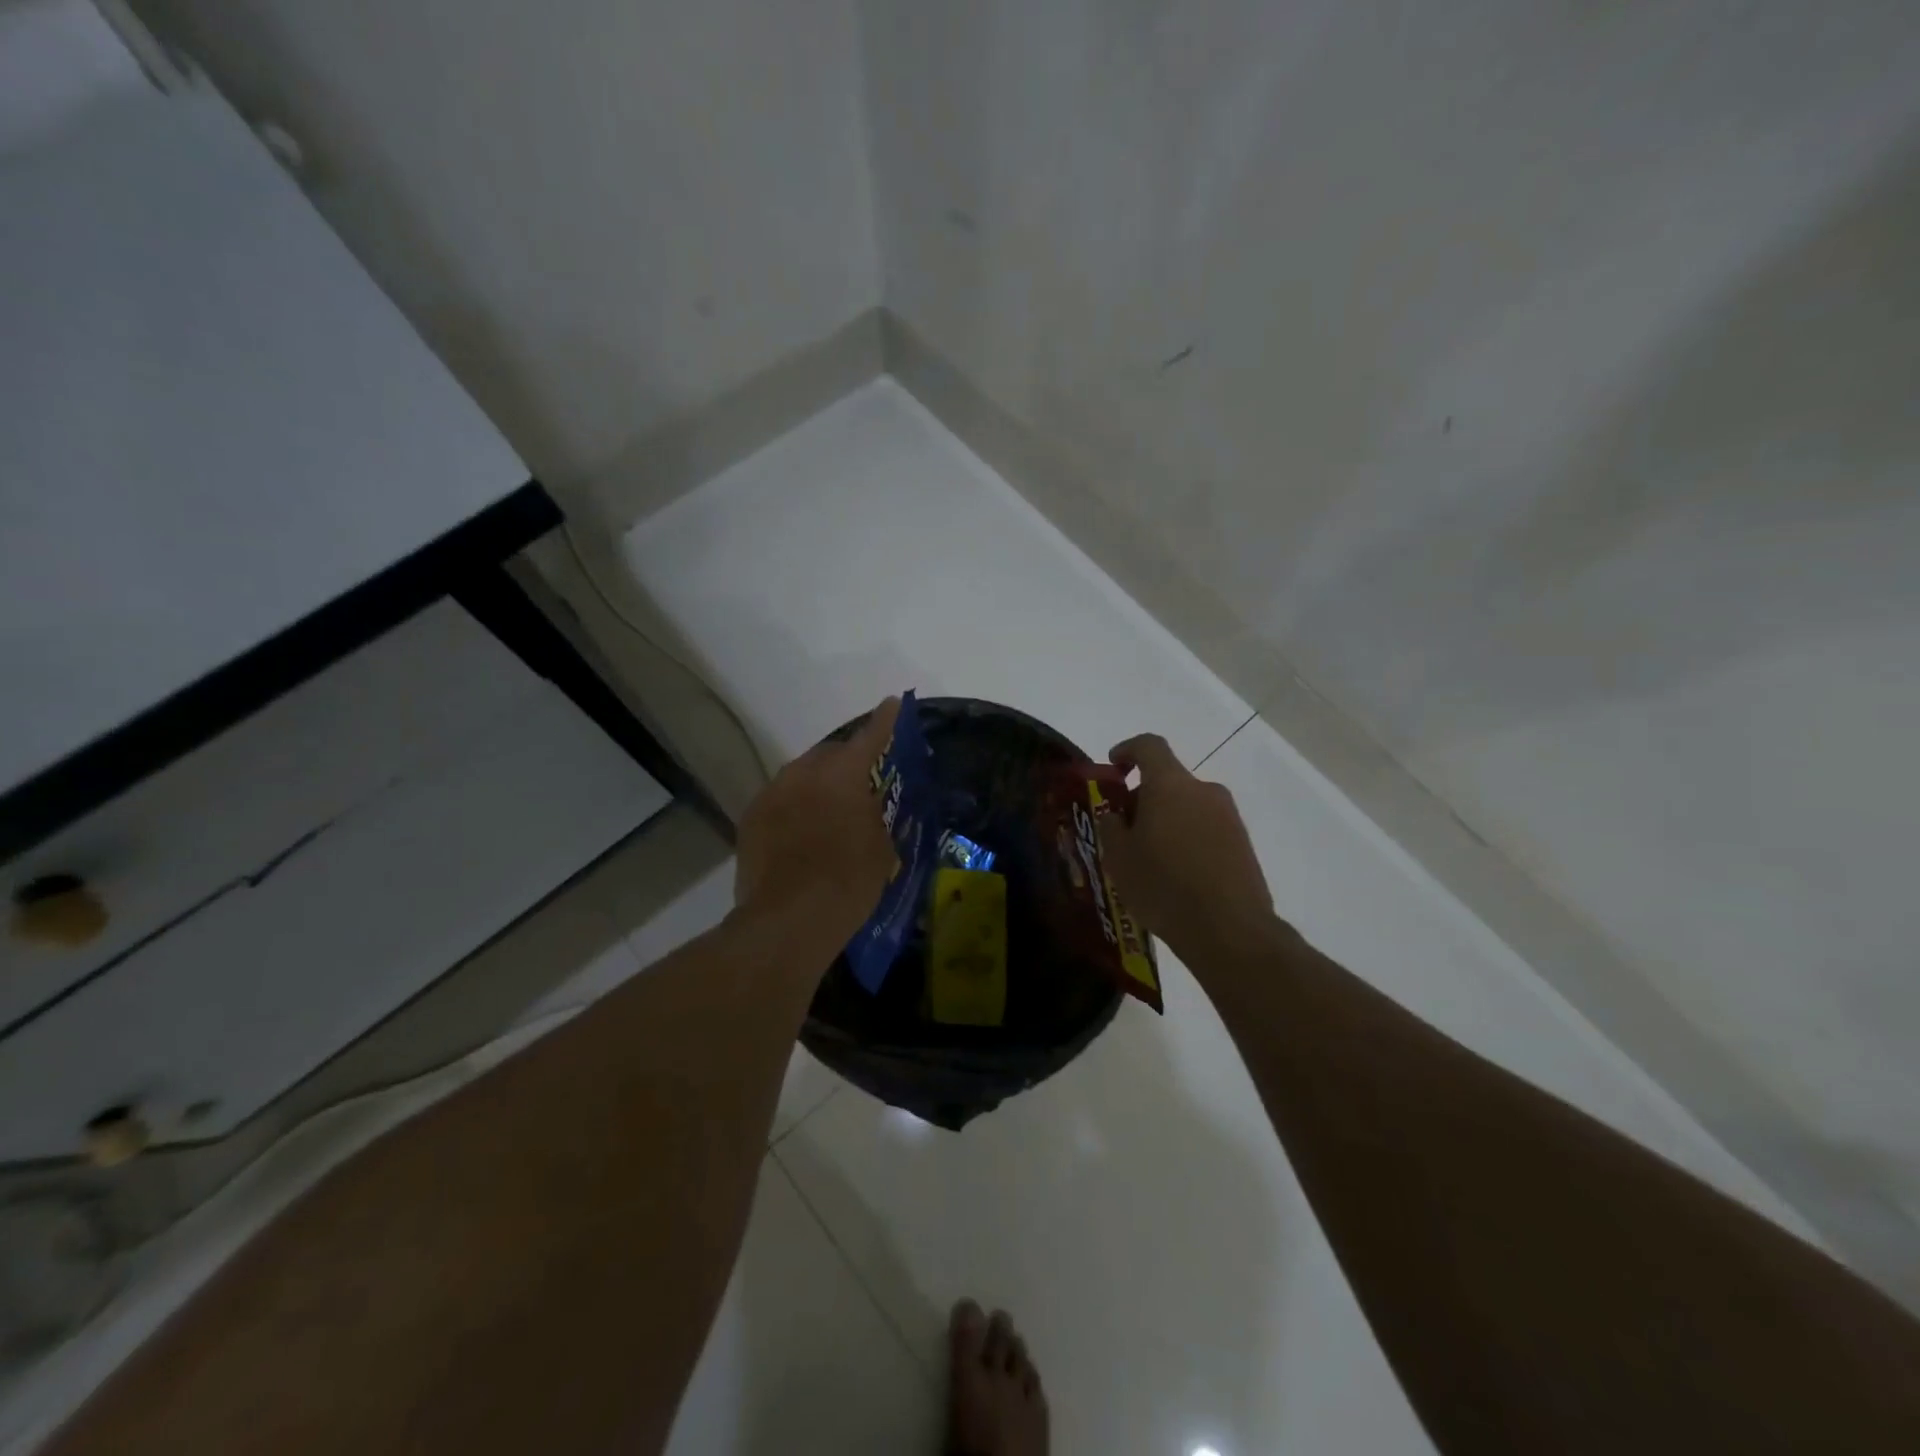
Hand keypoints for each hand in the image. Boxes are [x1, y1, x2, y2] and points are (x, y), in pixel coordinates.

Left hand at [734, 698, 901, 964]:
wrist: (789, 920)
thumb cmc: (848, 881)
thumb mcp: (881, 847)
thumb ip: (875, 815)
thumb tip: (867, 806)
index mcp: (842, 774)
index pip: (870, 737)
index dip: (885, 720)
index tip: (892, 702)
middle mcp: (803, 772)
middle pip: (829, 754)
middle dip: (846, 762)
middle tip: (860, 782)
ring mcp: (771, 794)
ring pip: (800, 777)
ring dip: (817, 786)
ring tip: (828, 812)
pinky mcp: (750, 819)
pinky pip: (779, 801)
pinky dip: (794, 808)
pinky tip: (801, 834)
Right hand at [1096, 732, 1275, 959]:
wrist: (1229, 929)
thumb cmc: (1163, 885)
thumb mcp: (1119, 857)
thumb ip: (1111, 826)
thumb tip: (1116, 814)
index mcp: (1170, 784)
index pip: (1149, 745)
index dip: (1127, 750)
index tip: (1113, 767)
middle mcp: (1203, 790)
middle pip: (1168, 780)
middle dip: (1143, 797)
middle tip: (1124, 830)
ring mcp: (1229, 817)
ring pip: (1188, 806)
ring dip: (1166, 820)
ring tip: (1149, 858)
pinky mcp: (1243, 843)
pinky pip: (1206, 829)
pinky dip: (1187, 839)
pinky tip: (1175, 874)